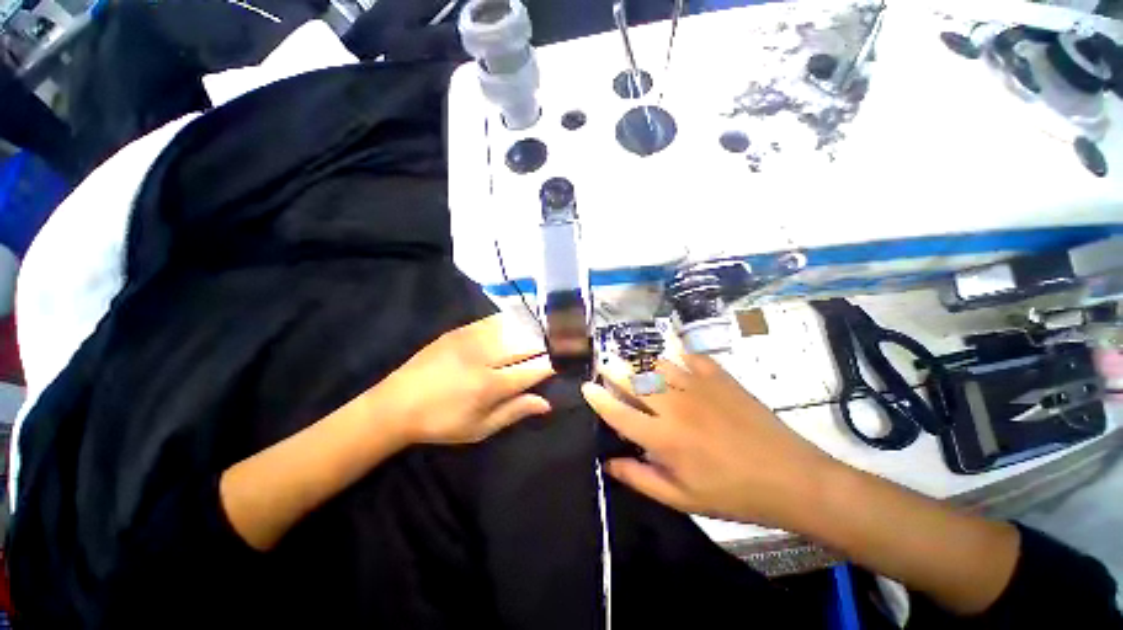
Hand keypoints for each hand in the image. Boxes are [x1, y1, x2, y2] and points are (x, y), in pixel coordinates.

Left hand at [372, 314, 554, 445]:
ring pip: (513, 328)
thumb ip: (515, 412)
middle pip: (527, 344)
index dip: (553, 364)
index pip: (534, 370)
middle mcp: (485, 357)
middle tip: (564, 341)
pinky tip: (521, 321)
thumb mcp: (479, 428)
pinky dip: (511, 321)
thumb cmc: (441, 422)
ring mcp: (471, 339)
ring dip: (534, 329)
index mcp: (490, 385)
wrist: (395, 404)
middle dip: (548, 343)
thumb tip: (547, 402)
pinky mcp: (460, 330)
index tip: (567, 360)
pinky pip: (493, 320)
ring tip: (548, 329)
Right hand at [582, 353, 838, 530]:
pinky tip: (675, 360)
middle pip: (633, 380)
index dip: (598, 398)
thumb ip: (640, 478)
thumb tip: (608, 462)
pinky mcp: (719, 376)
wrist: (791, 477)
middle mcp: (674, 405)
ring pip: (657, 364)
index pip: (618, 412)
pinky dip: (677, 356)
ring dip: (641, 364)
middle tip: (606, 367)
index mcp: (663, 437)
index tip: (586, 387)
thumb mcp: (682, 498)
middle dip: (614, 371)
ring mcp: (698, 386)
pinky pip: (689, 356)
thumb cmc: (733, 494)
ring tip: (637, 366)